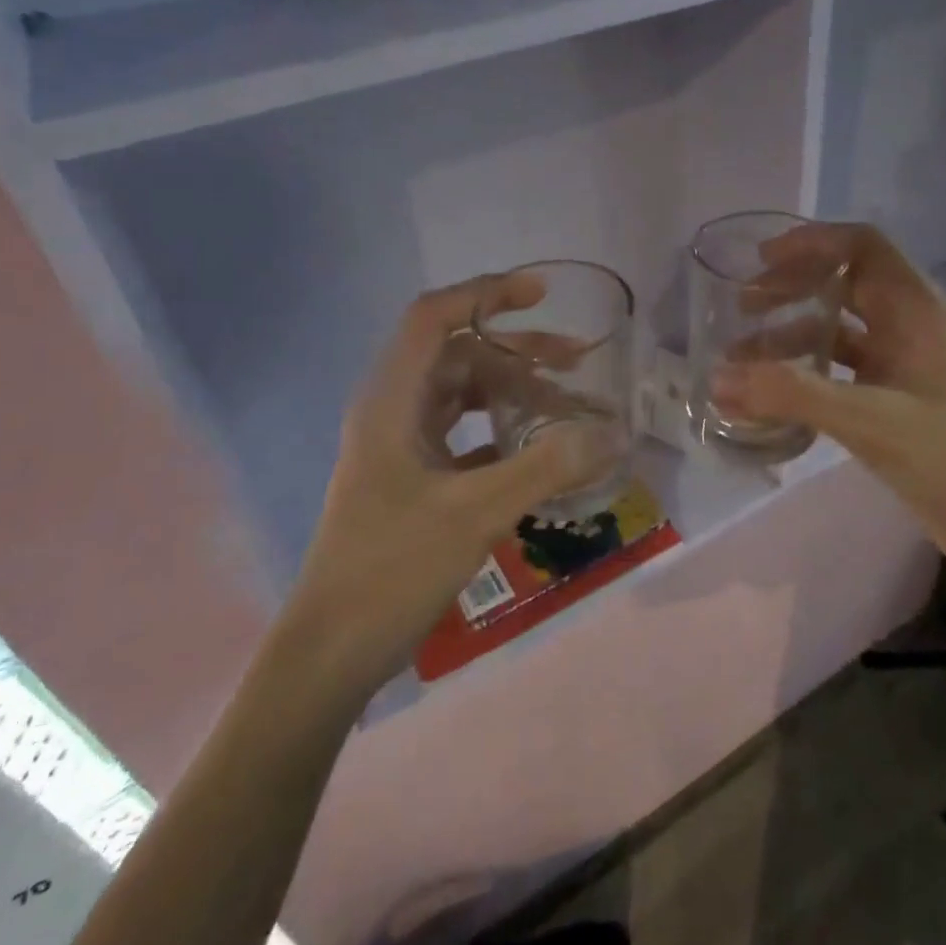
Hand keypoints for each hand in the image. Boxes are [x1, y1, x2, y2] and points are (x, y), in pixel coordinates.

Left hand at [286, 274, 617, 692]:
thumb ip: (547, 468)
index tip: (541, 294)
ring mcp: (402, 446)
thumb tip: (614, 434)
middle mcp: (393, 410)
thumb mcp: (476, 512)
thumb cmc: (392, 568)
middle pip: (458, 356)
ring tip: (567, 408)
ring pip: (464, 396)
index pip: (434, 317)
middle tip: (577, 361)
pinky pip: (465, 435)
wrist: (332, 650)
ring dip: (513, 393)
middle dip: (518, 351)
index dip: (486, 294)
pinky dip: (502, 433)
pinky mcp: (413, 478)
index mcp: (392, 400)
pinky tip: (539, 452)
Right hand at [710, 223, 945, 590]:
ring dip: (791, 335)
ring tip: (741, 357)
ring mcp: (904, 363)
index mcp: (916, 310)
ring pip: (839, 329)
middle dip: (791, 288)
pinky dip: (805, 372)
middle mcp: (910, 325)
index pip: (862, 246)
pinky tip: (772, 394)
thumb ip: (793, 396)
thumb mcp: (871, 421)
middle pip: (845, 282)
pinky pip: (841, 369)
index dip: (811, 242)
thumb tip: (717, 378)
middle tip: (742, 307)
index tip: (761, 260)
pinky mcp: (896, 398)